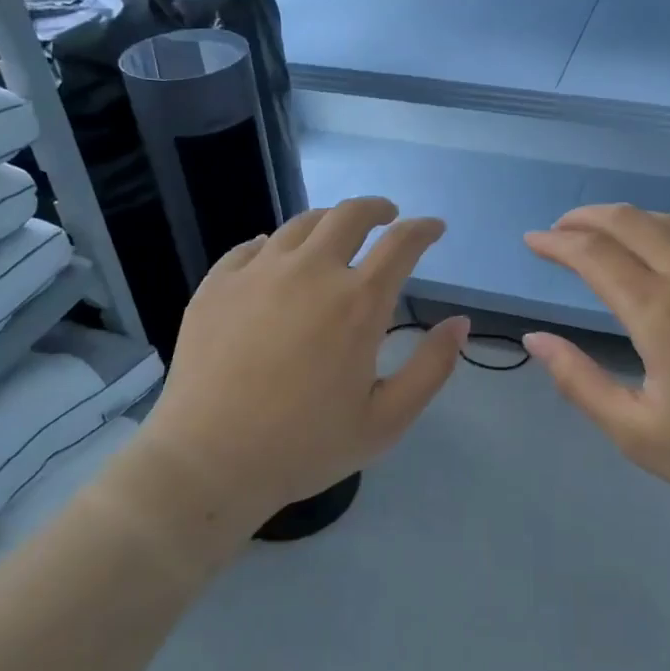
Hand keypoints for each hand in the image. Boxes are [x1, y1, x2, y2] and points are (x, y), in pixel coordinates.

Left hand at [125, 197, 467, 552]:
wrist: (209, 461)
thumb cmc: (306, 446)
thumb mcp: (387, 420)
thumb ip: (431, 367)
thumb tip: (460, 323)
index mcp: (358, 303)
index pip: (401, 243)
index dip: (424, 229)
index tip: (434, 229)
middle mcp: (310, 272)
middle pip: (349, 215)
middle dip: (377, 209)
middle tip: (387, 218)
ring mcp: (258, 273)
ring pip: (301, 224)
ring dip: (329, 222)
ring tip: (336, 236)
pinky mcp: (217, 284)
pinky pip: (252, 246)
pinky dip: (276, 245)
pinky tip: (276, 258)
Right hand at [523, 204, 669, 516]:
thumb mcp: (637, 433)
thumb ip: (579, 381)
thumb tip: (536, 338)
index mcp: (661, 311)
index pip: (594, 255)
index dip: (556, 242)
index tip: (533, 241)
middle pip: (631, 221)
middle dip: (586, 217)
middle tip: (560, 228)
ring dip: (628, 220)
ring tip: (603, 235)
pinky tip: (666, 261)